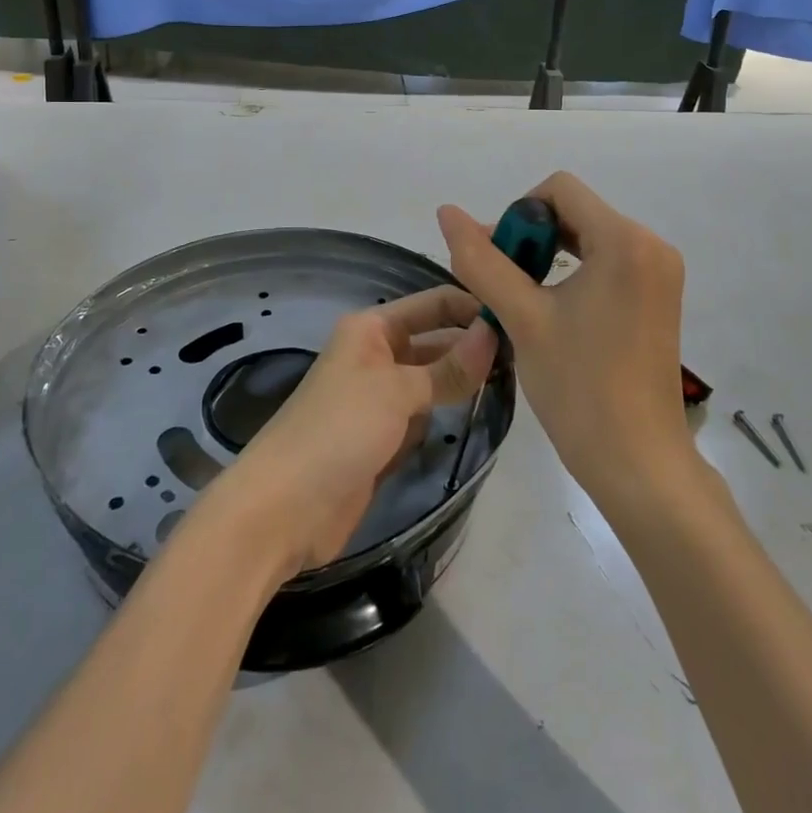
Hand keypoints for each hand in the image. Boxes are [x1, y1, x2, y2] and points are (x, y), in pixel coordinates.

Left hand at [206, 286, 496, 583]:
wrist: (284, 509)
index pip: (432, 304)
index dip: (470, 307)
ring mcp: (379, 399)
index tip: (517, 316)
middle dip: (472, 345)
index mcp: (372, 328)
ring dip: (462, 381)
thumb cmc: (339, 429)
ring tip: (515, 379)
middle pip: (434, 341)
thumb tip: (494, 333)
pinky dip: (445, 414)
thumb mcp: (398, 391)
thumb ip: (449, 366)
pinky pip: (423, 415)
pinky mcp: (383, 438)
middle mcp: (377, 356)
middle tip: (527, 354)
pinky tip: (479, 412)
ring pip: (432, 380)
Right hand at [438, 173, 690, 509]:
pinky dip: (574, 273)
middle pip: (575, 211)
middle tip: (501, 283)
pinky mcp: (659, 296)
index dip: (517, 214)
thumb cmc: (579, 388)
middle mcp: (651, 245)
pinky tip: (552, 310)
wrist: (639, 465)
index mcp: (625, 240)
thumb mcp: (521, 318)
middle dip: (531, 237)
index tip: (499, 261)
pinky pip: (608, 261)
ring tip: (519, 299)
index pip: (559, 189)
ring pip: (589, 237)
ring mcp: (660, 272)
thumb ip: (481, 260)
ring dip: (548, 256)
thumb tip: (447, 212)